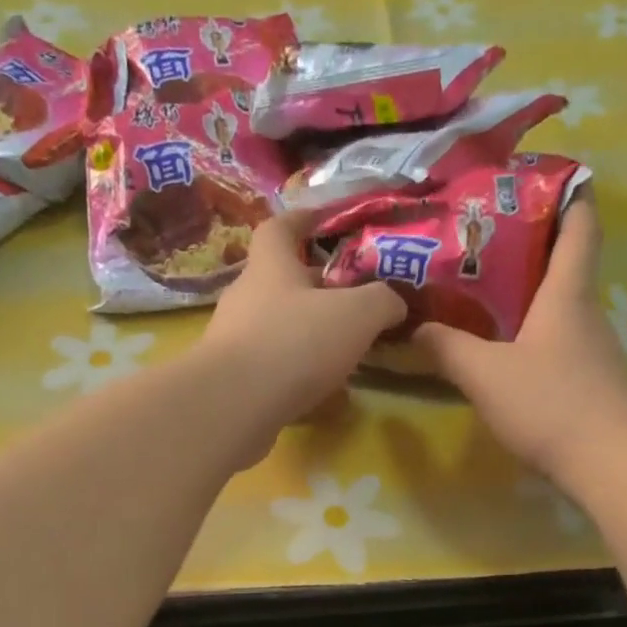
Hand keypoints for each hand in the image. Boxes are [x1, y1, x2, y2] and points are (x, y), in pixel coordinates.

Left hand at [195, 208, 405, 444]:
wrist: (234, 407)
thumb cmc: (295, 343)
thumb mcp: (357, 314)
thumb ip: (381, 301)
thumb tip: (394, 303)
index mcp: (271, 266)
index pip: (281, 227)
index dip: (303, 219)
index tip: (325, 220)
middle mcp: (246, 298)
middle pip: (282, 282)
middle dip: (316, 289)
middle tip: (353, 301)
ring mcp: (235, 341)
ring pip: (278, 328)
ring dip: (308, 336)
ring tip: (344, 353)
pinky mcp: (233, 382)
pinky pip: (273, 370)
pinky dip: (299, 376)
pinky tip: (324, 396)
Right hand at [409, 193, 626, 485]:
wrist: (612, 465)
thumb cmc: (551, 405)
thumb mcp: (485, 374)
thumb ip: (446, 348)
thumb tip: (413, 327)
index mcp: (567, 294)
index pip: (580, 225)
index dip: (569, 193)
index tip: (543, 176)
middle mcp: (586, 313)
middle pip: (566, 264)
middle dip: (530, 245)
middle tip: (480, 239)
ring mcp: (593, 350)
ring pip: (559, 307)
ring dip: (527, 295)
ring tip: (480, 293)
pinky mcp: (591, 383)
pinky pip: (558, 342)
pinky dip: (532, 334)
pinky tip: (503, 351)